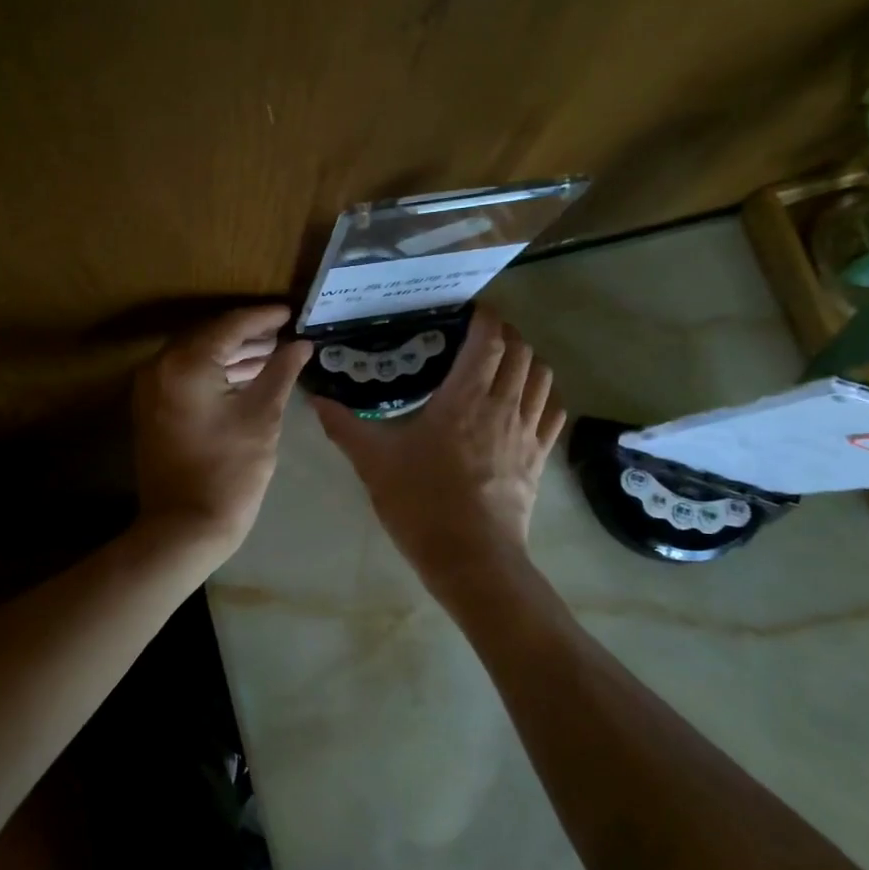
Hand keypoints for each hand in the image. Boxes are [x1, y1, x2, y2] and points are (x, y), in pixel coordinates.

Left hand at [133, 304, 313, 559]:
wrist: (185, 527)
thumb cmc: (230, 471)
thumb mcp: (263, 417)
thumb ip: (281, 371)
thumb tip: (301, 344)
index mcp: (186, 363)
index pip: (230, 325)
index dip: (263, 317)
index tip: (291, 313)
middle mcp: (160, 366)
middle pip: (210, 336)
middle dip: (248, 334)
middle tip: (284, 334)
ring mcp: (151, 388)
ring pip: (197, 356)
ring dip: (231, 354)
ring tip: (272, 354)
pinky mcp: (152, 408)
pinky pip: (185, 376)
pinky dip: (213, 372)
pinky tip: (245, 377)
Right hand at [311, 307, 564, 583]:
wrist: (471, 558)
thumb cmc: (421, 503)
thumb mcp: (374, 462)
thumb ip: (344, 427)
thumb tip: (316, 400)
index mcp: (464, 398)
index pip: (488, 340)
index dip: (485, 317)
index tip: (468, 311)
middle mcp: (503, 405)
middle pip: (520, 351)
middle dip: (505, 333)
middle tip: (480, 335)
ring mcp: (526, 431)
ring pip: (541, 376)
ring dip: (526, 359)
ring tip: (503, 363)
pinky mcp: (539, 457)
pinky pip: (552, 411)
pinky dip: (543, 394)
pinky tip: (526, 400)